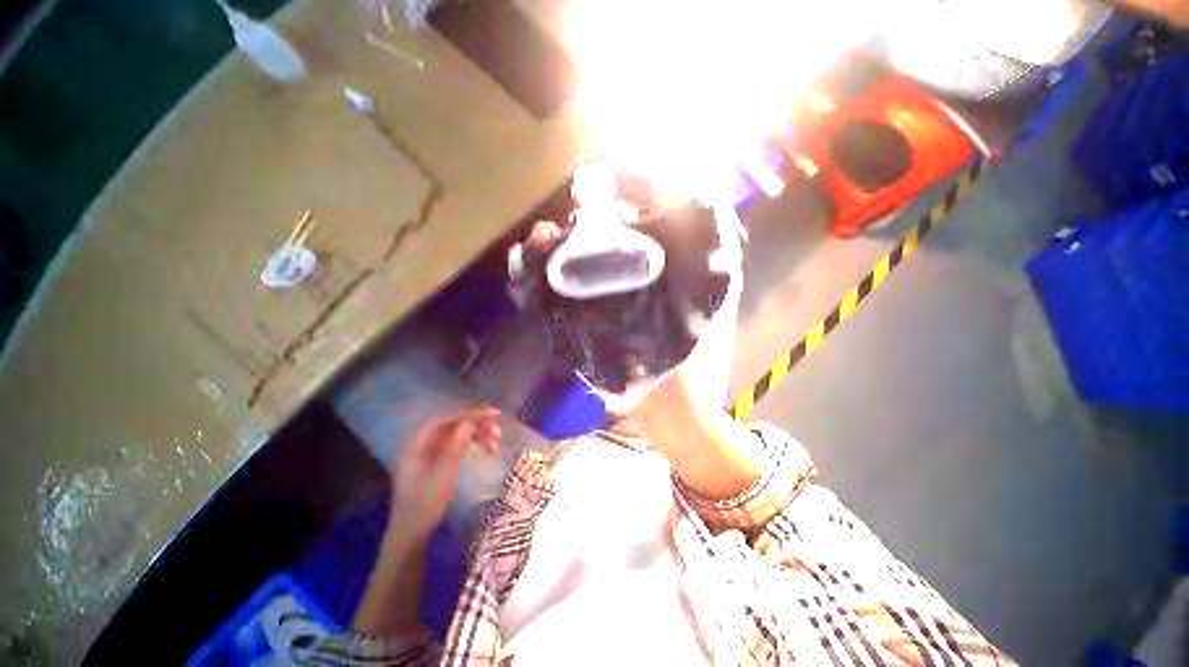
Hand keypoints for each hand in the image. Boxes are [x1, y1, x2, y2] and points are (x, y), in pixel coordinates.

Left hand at [390, 407, 501, 538]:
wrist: (411, 534)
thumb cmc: (425, 504)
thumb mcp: (443, 474)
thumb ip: (455, 446)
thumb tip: (469, 422)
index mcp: (417, 444)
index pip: (446, 420)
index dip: (469, 414)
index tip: (491, 414)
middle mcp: (422, 444)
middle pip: (452, 426)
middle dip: (476, 426)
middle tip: (497, 431)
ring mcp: (429, 454)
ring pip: (457, 436)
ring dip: (477, 436)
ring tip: (496, 444)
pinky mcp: (436, 462)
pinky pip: (457, 446)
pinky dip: (472, 445)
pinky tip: (486, 450)